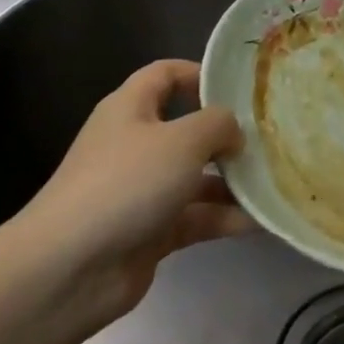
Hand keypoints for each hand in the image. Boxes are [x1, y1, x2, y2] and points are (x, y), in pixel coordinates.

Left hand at [12, 59, 249, 328]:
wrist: (68, 269)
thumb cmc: (126, 184)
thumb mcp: (182, 140)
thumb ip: (218, 124)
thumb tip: (234, 132)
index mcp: (131, 109)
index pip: (165, 75)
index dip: (200, 74)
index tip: (240, 88)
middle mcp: (135, 144)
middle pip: (187, 129)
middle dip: (227, 135)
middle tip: (270, 139)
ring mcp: (142, 191)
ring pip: (195, 177)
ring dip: (232, 181)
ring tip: (275, 181)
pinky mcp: (150, 232)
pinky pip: (195, 217)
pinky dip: (224, 218)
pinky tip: (261, 220)